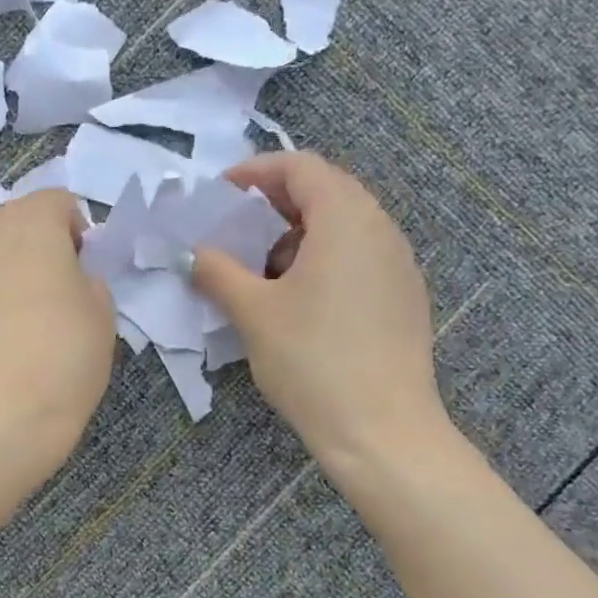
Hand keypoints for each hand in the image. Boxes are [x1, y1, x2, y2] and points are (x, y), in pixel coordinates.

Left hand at [0, 189, 115, 478]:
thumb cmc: (60, 359)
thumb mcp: (102, 315)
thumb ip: (89, 280)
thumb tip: (71, 278)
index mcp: (29, 223)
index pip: (58, 201)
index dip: (80, 232)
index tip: (88, 272)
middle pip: (17, 221)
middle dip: (41, 245)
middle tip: (62, 293)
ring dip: (11, 272)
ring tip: (29, 321)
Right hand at [191, 152, 447, 466]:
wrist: (381, 430)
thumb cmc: (312, 360)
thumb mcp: (253, 312)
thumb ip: (217, 271)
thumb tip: (193, 253)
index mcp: (346, 219)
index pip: (301, 167)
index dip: (255, 172)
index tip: (220, 196)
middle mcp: (381, 229)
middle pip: (325, 192)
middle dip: (273, 204)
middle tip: (234, 231)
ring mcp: (398, 264)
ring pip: (343, 227)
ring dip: (296, 235)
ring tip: (259, 270)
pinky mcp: (403, 297)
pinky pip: (358, 257)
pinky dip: (321, 260)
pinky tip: (296, 300)